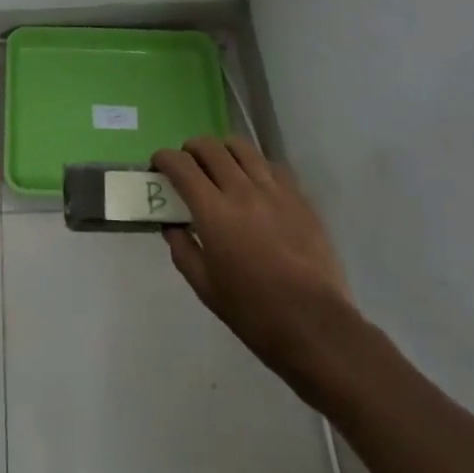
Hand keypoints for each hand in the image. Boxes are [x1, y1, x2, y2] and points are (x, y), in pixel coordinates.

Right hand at [152, 137, 356, 390]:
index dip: (164, 158)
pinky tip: (254, 183)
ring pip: (241, 147)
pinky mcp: (298, 197)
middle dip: (191, 149)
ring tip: (220, 166)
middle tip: (187, 165)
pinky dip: (254, 165)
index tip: (158, 165)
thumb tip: (172, 226)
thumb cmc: (254, 312)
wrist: (315, 326)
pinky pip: (270, 165)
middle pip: (210, 147)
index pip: (181, 165)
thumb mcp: (205, 288)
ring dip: (222, 150)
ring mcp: (274, 190)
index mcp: (214, 212)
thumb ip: (183, 250)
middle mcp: (242, 190)